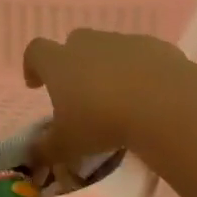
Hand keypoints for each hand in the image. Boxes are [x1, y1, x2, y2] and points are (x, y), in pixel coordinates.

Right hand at [22, 29, 190, 165]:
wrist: (163, 104)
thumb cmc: (102, 122)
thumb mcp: (68, 145)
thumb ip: (46, 149)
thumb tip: (34, 154)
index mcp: (60, 63)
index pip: (36, 51)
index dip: (32, 66)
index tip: (36, 85)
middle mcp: (89, 44)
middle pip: (74, 43)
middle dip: (74, 64)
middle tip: (80, 93)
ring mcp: (125, 41)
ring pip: (109, 48)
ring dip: (108, 66)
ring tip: (118, 97)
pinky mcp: (156, 46)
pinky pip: (141, 55)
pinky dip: (140, 70)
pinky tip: (148, 94)